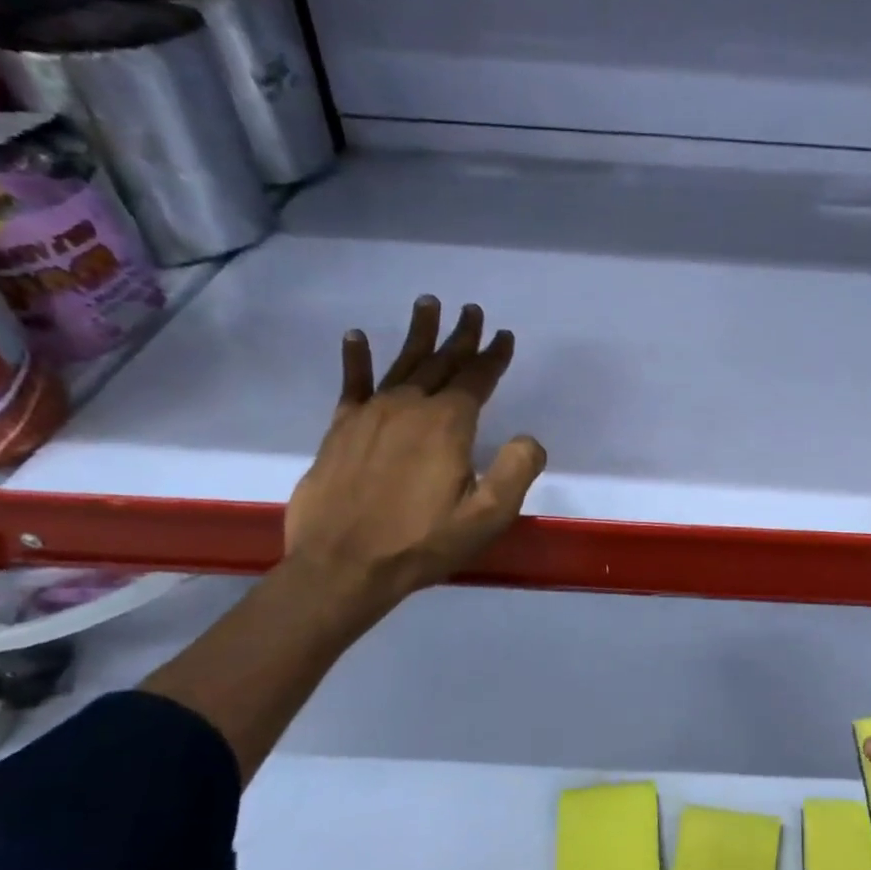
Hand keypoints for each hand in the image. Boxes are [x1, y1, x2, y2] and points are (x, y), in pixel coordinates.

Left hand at [285, 296, 545, 613]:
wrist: (343, 566)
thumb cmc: (422, 542)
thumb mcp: (487, 516)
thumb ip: (517, 471)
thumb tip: (529, 439)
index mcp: (447, 424)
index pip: (476, 379)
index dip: (493, 356)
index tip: (504, 336)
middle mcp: (409, 407)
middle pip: (441, 363)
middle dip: (461, 337)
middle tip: (472, 311)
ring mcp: (371, 415)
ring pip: (401, 364)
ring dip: (418, 334)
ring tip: (428, 304)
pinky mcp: (341, 429)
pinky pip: (352, 384)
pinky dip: (356, 359)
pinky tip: (357, 336)